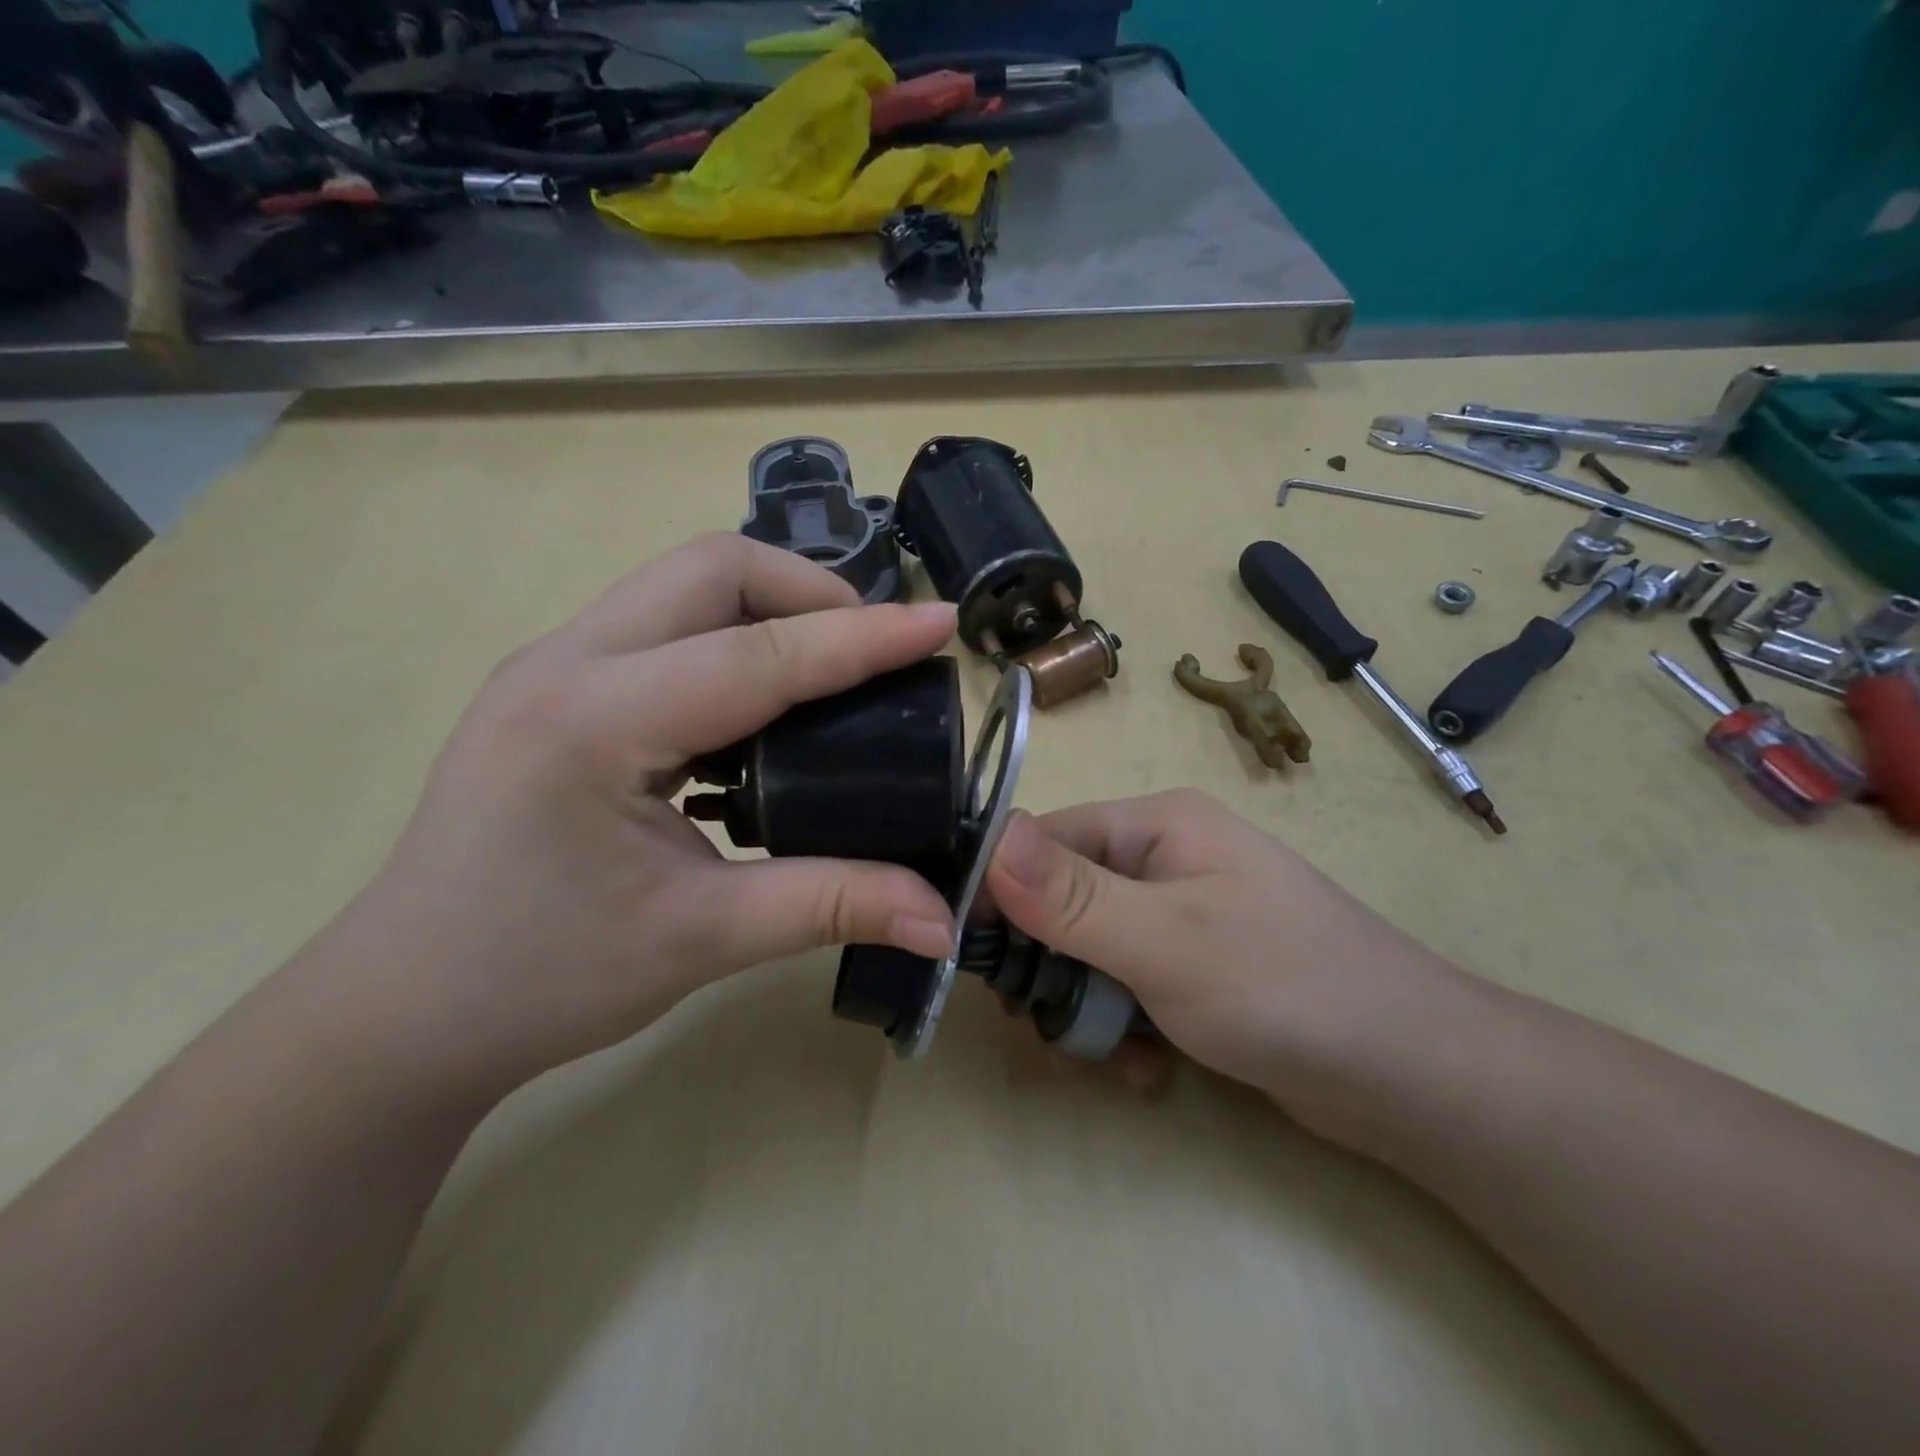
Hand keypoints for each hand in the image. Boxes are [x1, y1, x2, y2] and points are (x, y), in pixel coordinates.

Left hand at [312, 535, 959, 1098]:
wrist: (401, 1010)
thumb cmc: (540, 979)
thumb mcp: (700, 939)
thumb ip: (831, 906)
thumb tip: (942, 921)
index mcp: (596, 720)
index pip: (759, 655)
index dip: (863, 637)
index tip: (940, 624)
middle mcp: (565, 662)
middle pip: (711, 570)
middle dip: (810, 593)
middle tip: (872, 656)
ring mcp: (550, 665)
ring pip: (683, 585)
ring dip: (769, 608)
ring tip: (828, 673)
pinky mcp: (553, 685)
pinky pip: (661, 624)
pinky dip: (729, 638)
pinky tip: (757, 707)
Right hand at [985, 791, 1472, 1145]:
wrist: (1412, 1077)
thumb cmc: (1282, 986)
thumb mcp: (1163, 940)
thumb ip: (1070, 896)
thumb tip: (991, 839)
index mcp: (1156, 825)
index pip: (1045, 840)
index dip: (1002, 894)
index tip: (974, 958)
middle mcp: (1164, 858)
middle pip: (1061, 901)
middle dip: (1049, 968)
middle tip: (1045, 1026)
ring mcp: (1181, 914)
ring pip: (1089, 952)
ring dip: (1086, 1008)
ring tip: (1108, 1057)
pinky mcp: (1194, 967)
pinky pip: (1127, 985)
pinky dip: (1124, 1027)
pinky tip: (1145, 1067)